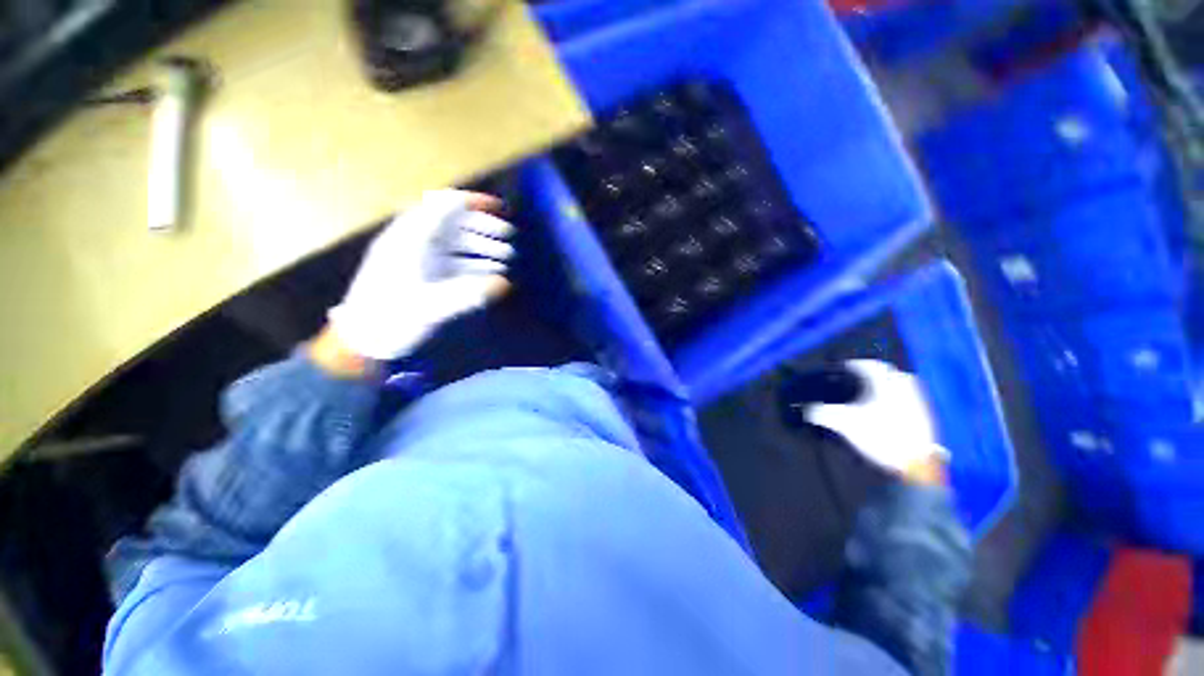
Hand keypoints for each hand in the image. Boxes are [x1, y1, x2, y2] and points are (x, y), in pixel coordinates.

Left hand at [328, 189, 515, 360]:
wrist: (363, 341)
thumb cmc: (391, 319)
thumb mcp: (430, 306)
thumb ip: (469, 294)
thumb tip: (504, 284)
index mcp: (411, 239)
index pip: (444, 206)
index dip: (473, 203)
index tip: (500, 208)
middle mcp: (415, 242)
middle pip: (454, 223)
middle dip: (484, 227)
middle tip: (510, 238)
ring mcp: (419, 258)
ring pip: (456, 243)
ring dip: (482, 247)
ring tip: (507, 258)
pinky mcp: (423, 274)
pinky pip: (453, 261)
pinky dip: (474, 264)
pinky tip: (491, 274)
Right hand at [805, 360, 948, 484]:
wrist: (916, 464)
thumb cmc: (879, 435)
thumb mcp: (844, 423)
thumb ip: (821, 413)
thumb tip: (804, 408)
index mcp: (885, 384)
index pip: (870, 365)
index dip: (855, 364)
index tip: (843, 367)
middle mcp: (904, 388)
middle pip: (890, 372)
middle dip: (875, 373)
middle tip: (859, 379)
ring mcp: (919, 403)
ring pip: (903, 386)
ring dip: (888, 385)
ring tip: (873, 394)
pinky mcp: (926, 418)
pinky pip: (910, 399)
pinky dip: (898, 399)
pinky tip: (888, 411)